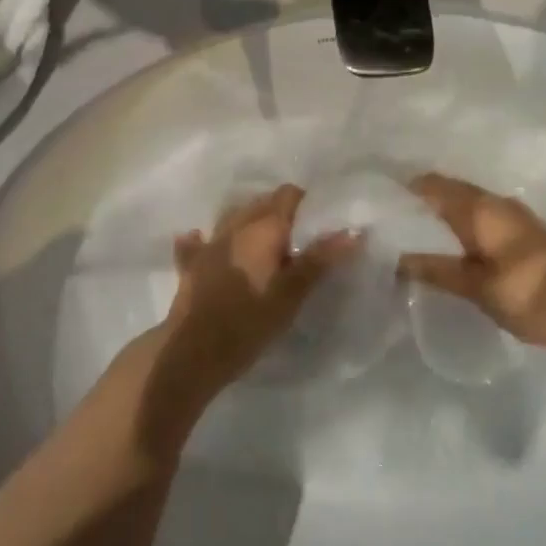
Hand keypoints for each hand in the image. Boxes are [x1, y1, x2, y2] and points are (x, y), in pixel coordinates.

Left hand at [158, 185, 354, 399]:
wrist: (192, 351)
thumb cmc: (249, 321)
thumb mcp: (292, 294)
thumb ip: (320, 259)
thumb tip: (353, 230)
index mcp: (263, 226)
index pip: (289, 194)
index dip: (307, 204)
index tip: (320, 224)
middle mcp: (235, 224)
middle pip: (262, 203)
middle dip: (281, 214)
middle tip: (299, 241)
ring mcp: (210, 241)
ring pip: (234, 217)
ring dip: (250, 224)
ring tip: (266, 247)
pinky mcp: (192, 262)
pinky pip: (201, 240)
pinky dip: (209, 239)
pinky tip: (208, 244)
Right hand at [399, 174, 545, 361]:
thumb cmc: (530, 295)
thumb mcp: (476, 287)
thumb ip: (434, 269)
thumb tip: (394, 257)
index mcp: (479, 208)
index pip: (431, 185)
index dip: (403, 190)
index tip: (377, 203)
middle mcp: (495, 202)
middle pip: (448, 192)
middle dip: (419, 203)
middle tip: (388, 222)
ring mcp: (513, 216)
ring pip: (465, 205)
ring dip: (440, 216)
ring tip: (410, 236)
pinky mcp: (524, 233)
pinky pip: (480, 219)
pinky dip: (459, 227)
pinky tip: (447, 247)